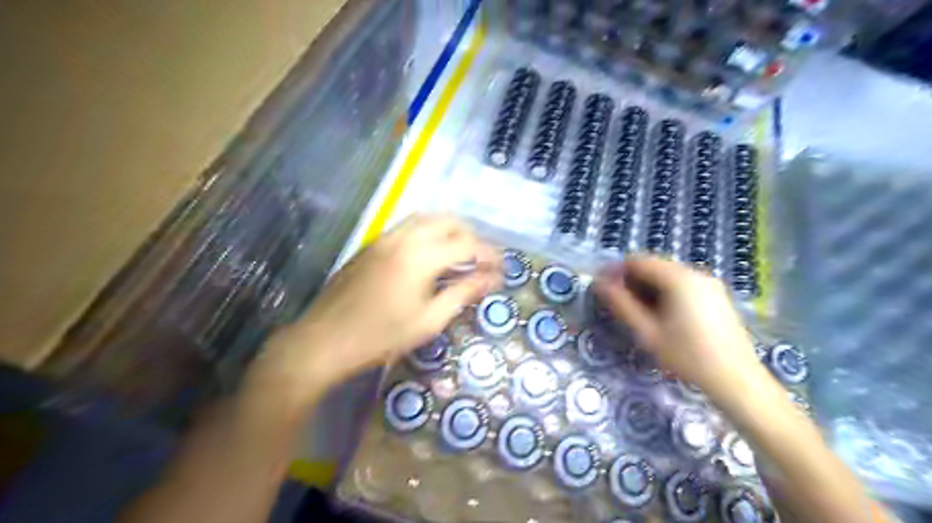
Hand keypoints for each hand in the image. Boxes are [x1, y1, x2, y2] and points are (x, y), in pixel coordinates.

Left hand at [253, 212, 502, 400]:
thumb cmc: (380, 337)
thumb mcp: (428, 321)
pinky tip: (430, 254)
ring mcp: (384, 238)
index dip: (489, 255)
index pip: (467, 245)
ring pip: (426, 218)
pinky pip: (407, 226)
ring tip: (460, 253)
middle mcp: (403, 238)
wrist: (323, 340)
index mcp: (420, 257)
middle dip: (471, 235)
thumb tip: (491, 280)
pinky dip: (428, 232)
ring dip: (449, 229)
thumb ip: (462, 294)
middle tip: (482, 259)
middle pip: (448, 221)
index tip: (501, 269)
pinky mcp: (372, 245)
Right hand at [592, 254, 759, 398]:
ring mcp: (708, 283)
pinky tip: (662, 316)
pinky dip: (665, 292)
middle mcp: (695, 272)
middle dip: (631, 280)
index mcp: (678, 278)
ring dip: (647, 287)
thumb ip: (621, 304)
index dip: (615, 271)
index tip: (601, 288)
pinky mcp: (716, 295)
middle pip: (653, 265)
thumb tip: (599, 283)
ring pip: (667, 275)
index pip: (637, 260)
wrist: (738, 381)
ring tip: (637, 312)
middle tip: (617, 304)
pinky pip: (682, 284)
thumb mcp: (647, 332)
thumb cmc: (688, 356)